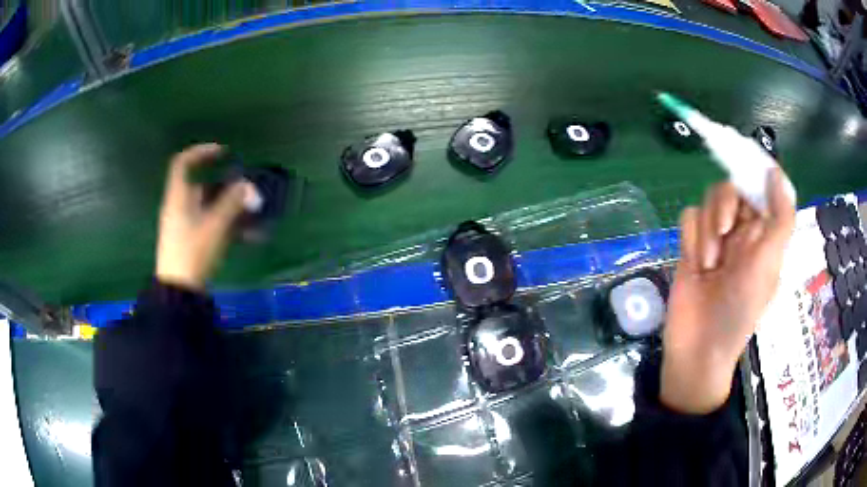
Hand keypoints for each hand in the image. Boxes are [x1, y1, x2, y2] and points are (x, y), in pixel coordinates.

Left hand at [156, 144, 253, 290]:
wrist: (180, 291)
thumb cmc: (193, 252)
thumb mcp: (215, 225)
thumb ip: (233, 203)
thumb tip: (250, 186)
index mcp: (178, 197)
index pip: (183, 163)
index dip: (201, 152)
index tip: (223, 153)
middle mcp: (180, 207)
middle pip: (202, 186)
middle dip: (227, 186)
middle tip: (247, 190)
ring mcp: (185, 225)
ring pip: (210, 208)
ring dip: (232, 208)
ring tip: (254, 216)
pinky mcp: (192, 242)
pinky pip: (212, 225)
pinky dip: (229, 225)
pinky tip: (249, 236)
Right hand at [661, 168, 795, 412]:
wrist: (698, 347)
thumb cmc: (741, 310)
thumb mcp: (769, 264)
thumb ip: (780, 218)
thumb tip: (776, 172)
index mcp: (763, 235)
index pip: (759, 188)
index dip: (752, 178)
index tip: (745, 186)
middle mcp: (741, 232)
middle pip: (729, 188)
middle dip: (725, 206)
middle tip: (726, 232)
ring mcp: (715, 239)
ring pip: (707, 202)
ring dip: (707, 231)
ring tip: (709, 265)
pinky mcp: (691, 246)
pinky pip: (687, 218)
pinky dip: (691, 238)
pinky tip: (695, 265)